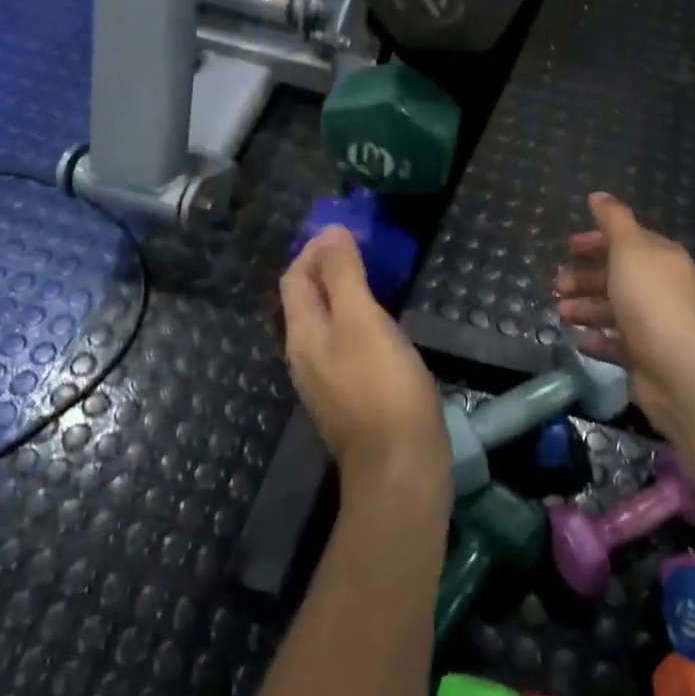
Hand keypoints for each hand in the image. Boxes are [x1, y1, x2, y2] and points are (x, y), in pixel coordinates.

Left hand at [281, 227, 449, 505]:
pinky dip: (356, 324)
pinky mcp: (349, 399)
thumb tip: (329, 232)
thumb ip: (343, 275)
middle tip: (363, 249)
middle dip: (327, 270)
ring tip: (374, 280)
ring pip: (325, 325)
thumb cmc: (383, 387)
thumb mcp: (362, 321)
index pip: (295, 278)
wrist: (400, 466)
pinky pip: (344, 347)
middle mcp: (304, 356)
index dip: (314, 250)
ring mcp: (325, 381)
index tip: (346, 229)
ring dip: (342, 296)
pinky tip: (382, 327)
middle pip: (306, 301)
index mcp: (302, 333)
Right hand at [553, 193, 694, 436]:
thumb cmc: (654, 303)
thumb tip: (598, 195)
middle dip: (584, 277)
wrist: (686, 373)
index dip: (596, 241)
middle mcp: (658, 289)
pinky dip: (595, 339)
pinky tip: (578, 339)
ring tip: (559, 312)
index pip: (626, 242)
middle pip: (616, 277)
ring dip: (584, 308)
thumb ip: (614, 221)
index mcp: (659, 259)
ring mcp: (652, 325)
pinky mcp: (644, 358)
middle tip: (556, 283)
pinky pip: (614, 344)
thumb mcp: (631, 251)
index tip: (568, 246)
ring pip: (612, 310)